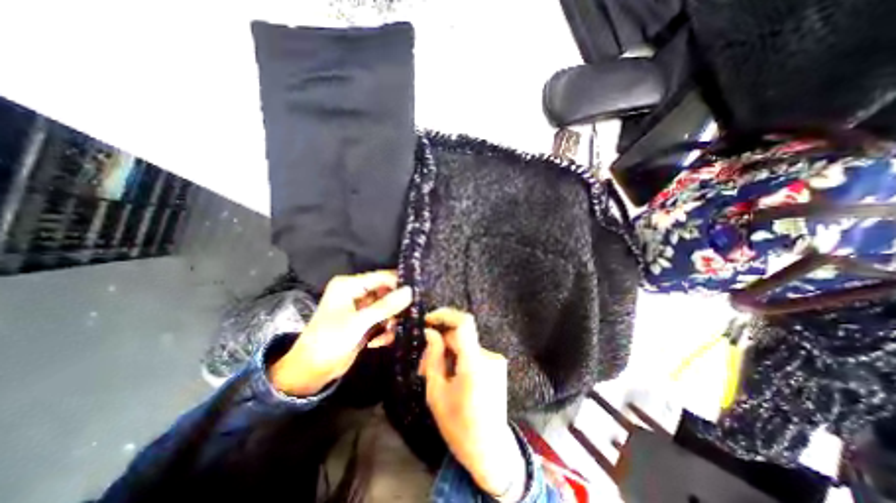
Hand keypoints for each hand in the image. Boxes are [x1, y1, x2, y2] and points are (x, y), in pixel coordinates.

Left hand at [269, 271, 413, 395]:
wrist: (310, 372)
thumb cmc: (329, 341)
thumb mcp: (359, 323)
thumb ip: (386, 306)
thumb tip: (410, 291)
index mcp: (349, 285)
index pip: (382, 277)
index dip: (399, 284)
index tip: (418, 294)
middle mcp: (356, 293)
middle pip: (386, 292)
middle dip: (395, 307)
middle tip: (405, 318)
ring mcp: (361, 308)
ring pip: (387, 308)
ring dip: (390, 321)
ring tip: (390, 333)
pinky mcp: (364, 322)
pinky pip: (383, 320)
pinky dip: (384, 330)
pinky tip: (379, 342)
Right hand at [419, 309, 525, 500]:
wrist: (490, 450)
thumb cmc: (459, 426)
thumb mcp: (437, 393)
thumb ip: (433, 357)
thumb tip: (430, 332)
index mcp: (474, 364)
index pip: (464, 323)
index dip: (445, 314)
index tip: (427, 320)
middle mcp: (488, 356)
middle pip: (460, 336)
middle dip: (439, 343)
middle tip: (423, 363)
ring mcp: (495, 360)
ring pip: (464, 345)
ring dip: (447, 353)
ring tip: (435, 375)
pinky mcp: (496, 364)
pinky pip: (472, 352)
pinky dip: (458, 358)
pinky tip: (451, 376)